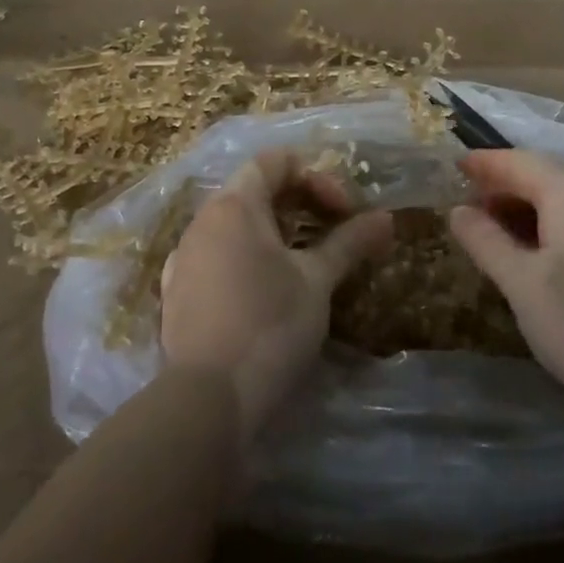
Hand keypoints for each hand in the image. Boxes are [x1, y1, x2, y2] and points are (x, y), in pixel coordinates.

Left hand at [161, 150, 391, 441]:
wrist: (206, 401)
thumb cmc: (269, 326)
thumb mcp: (317, 281)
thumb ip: (349, 243)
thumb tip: (386, 218)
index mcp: (234, 205)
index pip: (274, 161)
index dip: (316, 176)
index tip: (344, 211)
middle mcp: (202, 221)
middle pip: (254, 190)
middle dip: (299, 205)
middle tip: (332, 235)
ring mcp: (183, 258)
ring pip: (234, 226)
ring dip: (274, 234)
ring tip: (305, 266)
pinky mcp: (177, 294)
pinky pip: (217, 257)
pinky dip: (247, 260)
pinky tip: (266, 294)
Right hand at [448, 150, 563, 438]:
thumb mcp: (521, 284)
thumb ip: (486, 241)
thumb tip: (458, 210)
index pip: (518, 162)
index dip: (484, 163)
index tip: (455, 166)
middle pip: (546, 174)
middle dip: (507, 183)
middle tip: (474, 202)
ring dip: (532, 204)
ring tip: (502, 228)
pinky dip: (557, 222)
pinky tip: (546, 251)